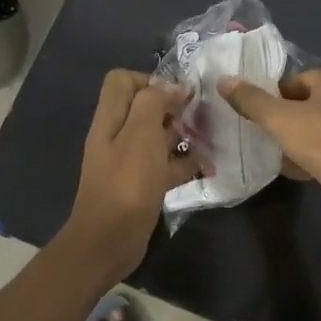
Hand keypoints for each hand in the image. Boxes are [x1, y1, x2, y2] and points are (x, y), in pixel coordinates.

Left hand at [61, 70, 198, 278]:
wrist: (109, 241)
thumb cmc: (126, 183)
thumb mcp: (140, 133)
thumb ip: (153, 102)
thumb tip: (172, 87)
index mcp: (110, 118)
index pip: (122, 80)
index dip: (150, 80)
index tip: (177, 95)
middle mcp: (117, 136)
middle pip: (144, 108)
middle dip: (173, 108)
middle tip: (199, 117)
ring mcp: (129, 162)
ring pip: (158, 137)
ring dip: (183, 136)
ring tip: (210, 140)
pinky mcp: (142, 186)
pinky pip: (165, 166)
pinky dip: (185, 164)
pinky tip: (207, 167)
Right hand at [219, 69, 320, 221]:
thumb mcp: (279, 118)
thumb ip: (251, 100)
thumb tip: (224, 80)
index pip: (295, 81)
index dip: (273, 96)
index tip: (256, 115)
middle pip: (307, 104)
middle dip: (284, 119)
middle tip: (262, 134)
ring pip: (317, 129)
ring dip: (296, 140)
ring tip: (274, 153)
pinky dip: (312, 157)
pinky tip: (294, 171)